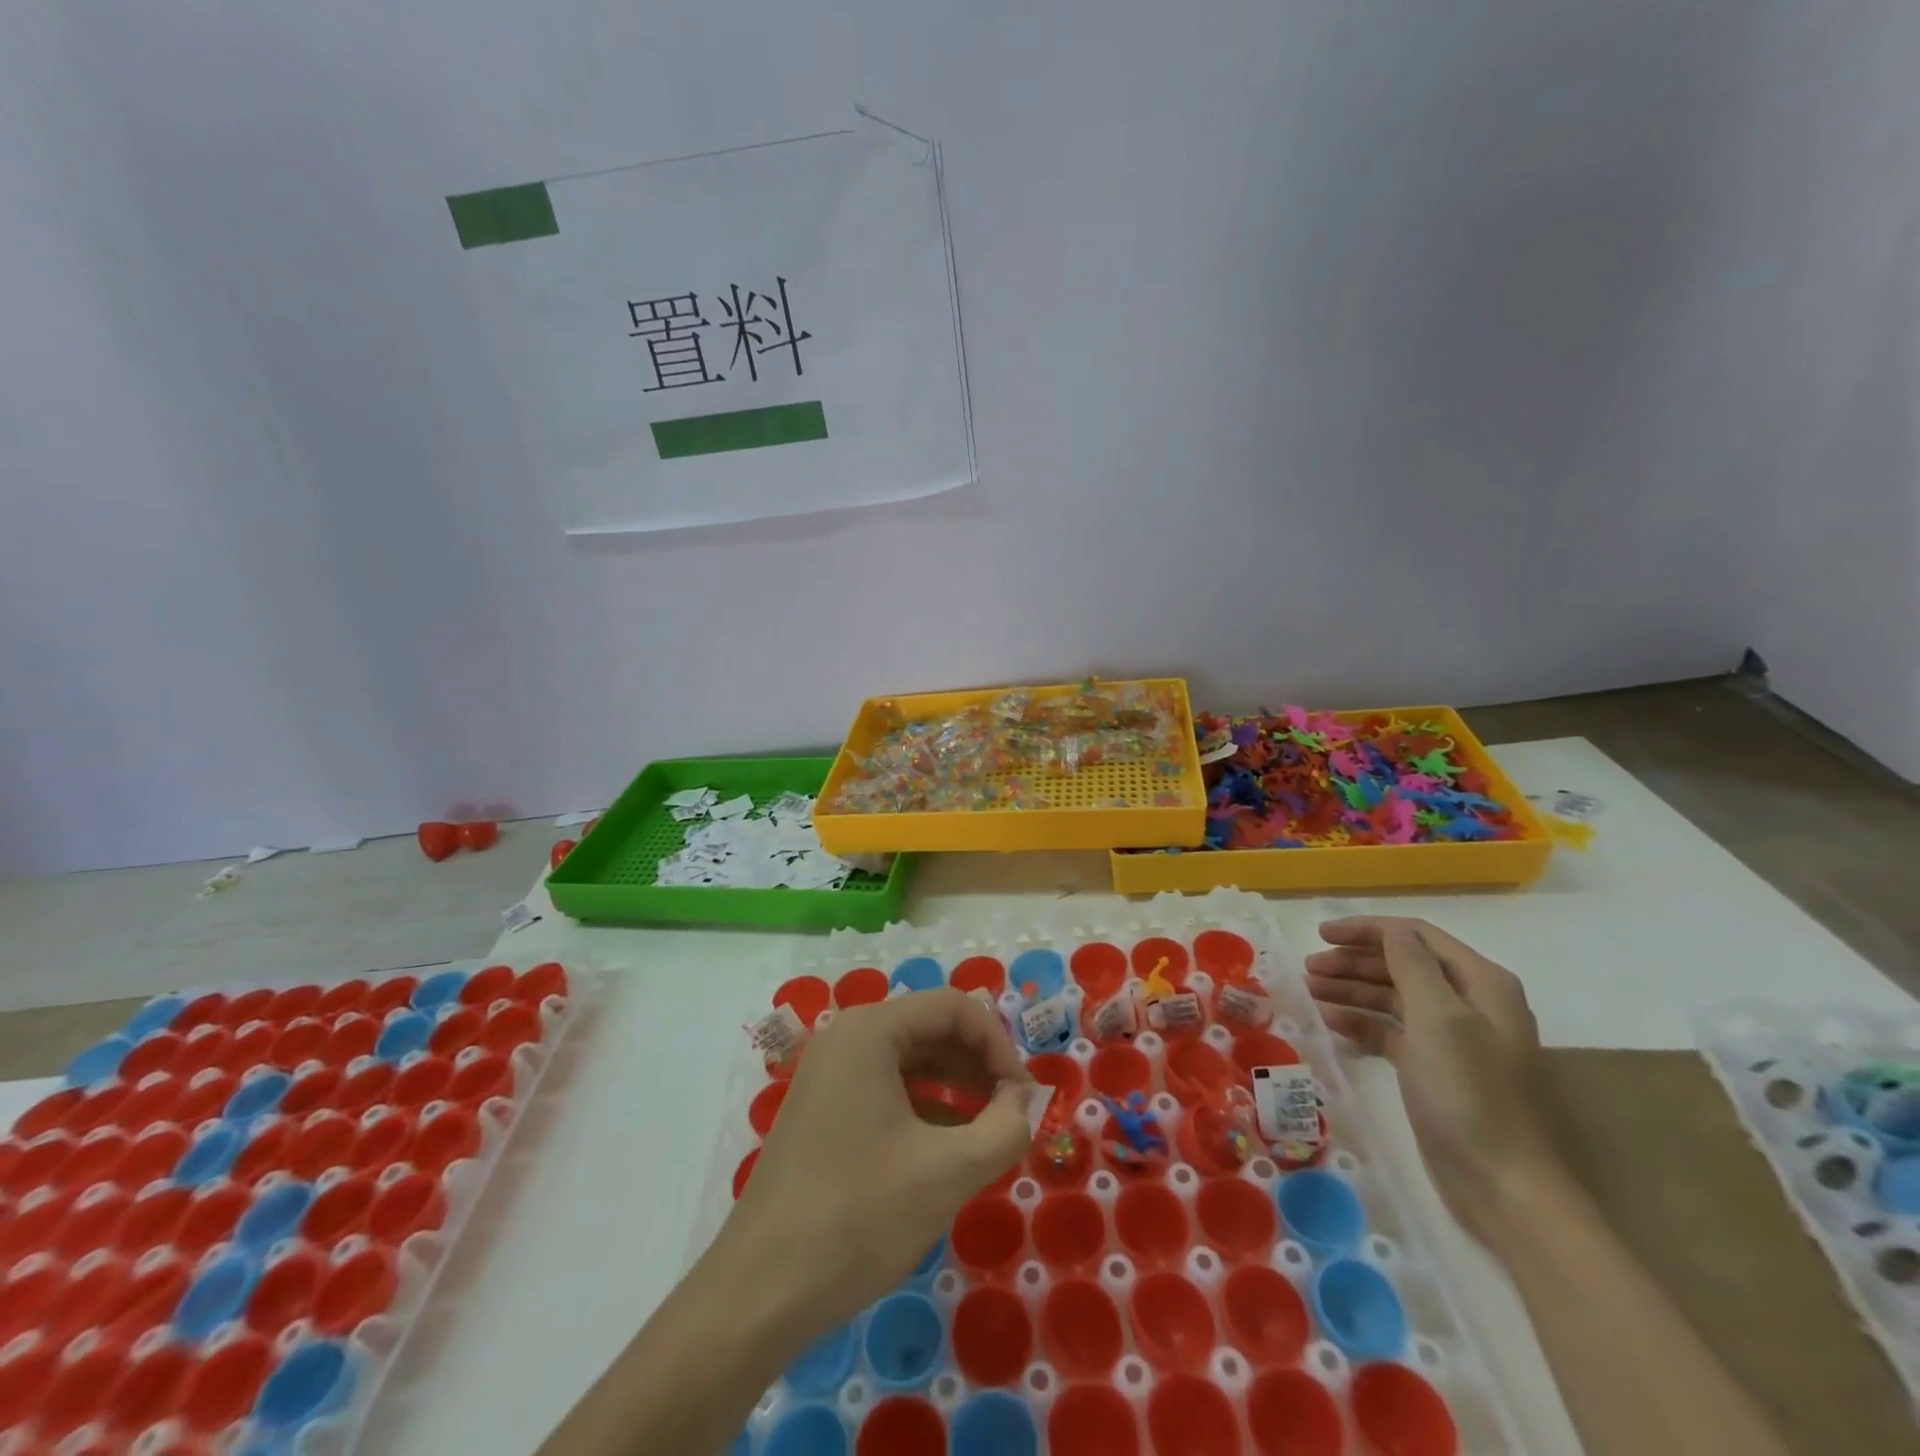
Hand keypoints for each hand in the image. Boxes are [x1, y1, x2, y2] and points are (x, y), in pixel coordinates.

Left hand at [728, 988, 1033, 1328]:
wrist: (758, 1293)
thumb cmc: (857, 1217)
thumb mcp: (947, 1172)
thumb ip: (1004, 1128)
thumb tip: (1024, 1100)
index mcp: (870, 1031)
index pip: (953, 1007)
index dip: (999, 1044)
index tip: (1025, 1097)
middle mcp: (846, 1037)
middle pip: (931, 1028)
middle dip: (979, 1064)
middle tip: (1013, 1113)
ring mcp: (829, 1073)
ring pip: (910, 1060)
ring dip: (956, 1086)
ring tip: (989, 1130)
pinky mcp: (823, 1109)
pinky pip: (887, 1088)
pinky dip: (925, 1107)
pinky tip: (948, 1147)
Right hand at [1305, 917, 1560, 1246]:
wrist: (1503, 1185)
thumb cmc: (1468, 1092)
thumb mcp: (1438, 1017)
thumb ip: (1411, 964)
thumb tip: (1390, 930)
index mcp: (1481, 983)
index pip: (1415, 936)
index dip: (1366, 930)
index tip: (1321, 935)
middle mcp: (1470, 1004)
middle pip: (1401, 964)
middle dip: (1354, 961)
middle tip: (1309, 968)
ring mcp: (1453, 1039)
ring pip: (1393, 997)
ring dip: (1352, 990)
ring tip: (1311, 991)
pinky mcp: (1435, 1069)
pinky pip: (1392, 1032)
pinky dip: (1362, 1024)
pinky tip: (1332, 1025)